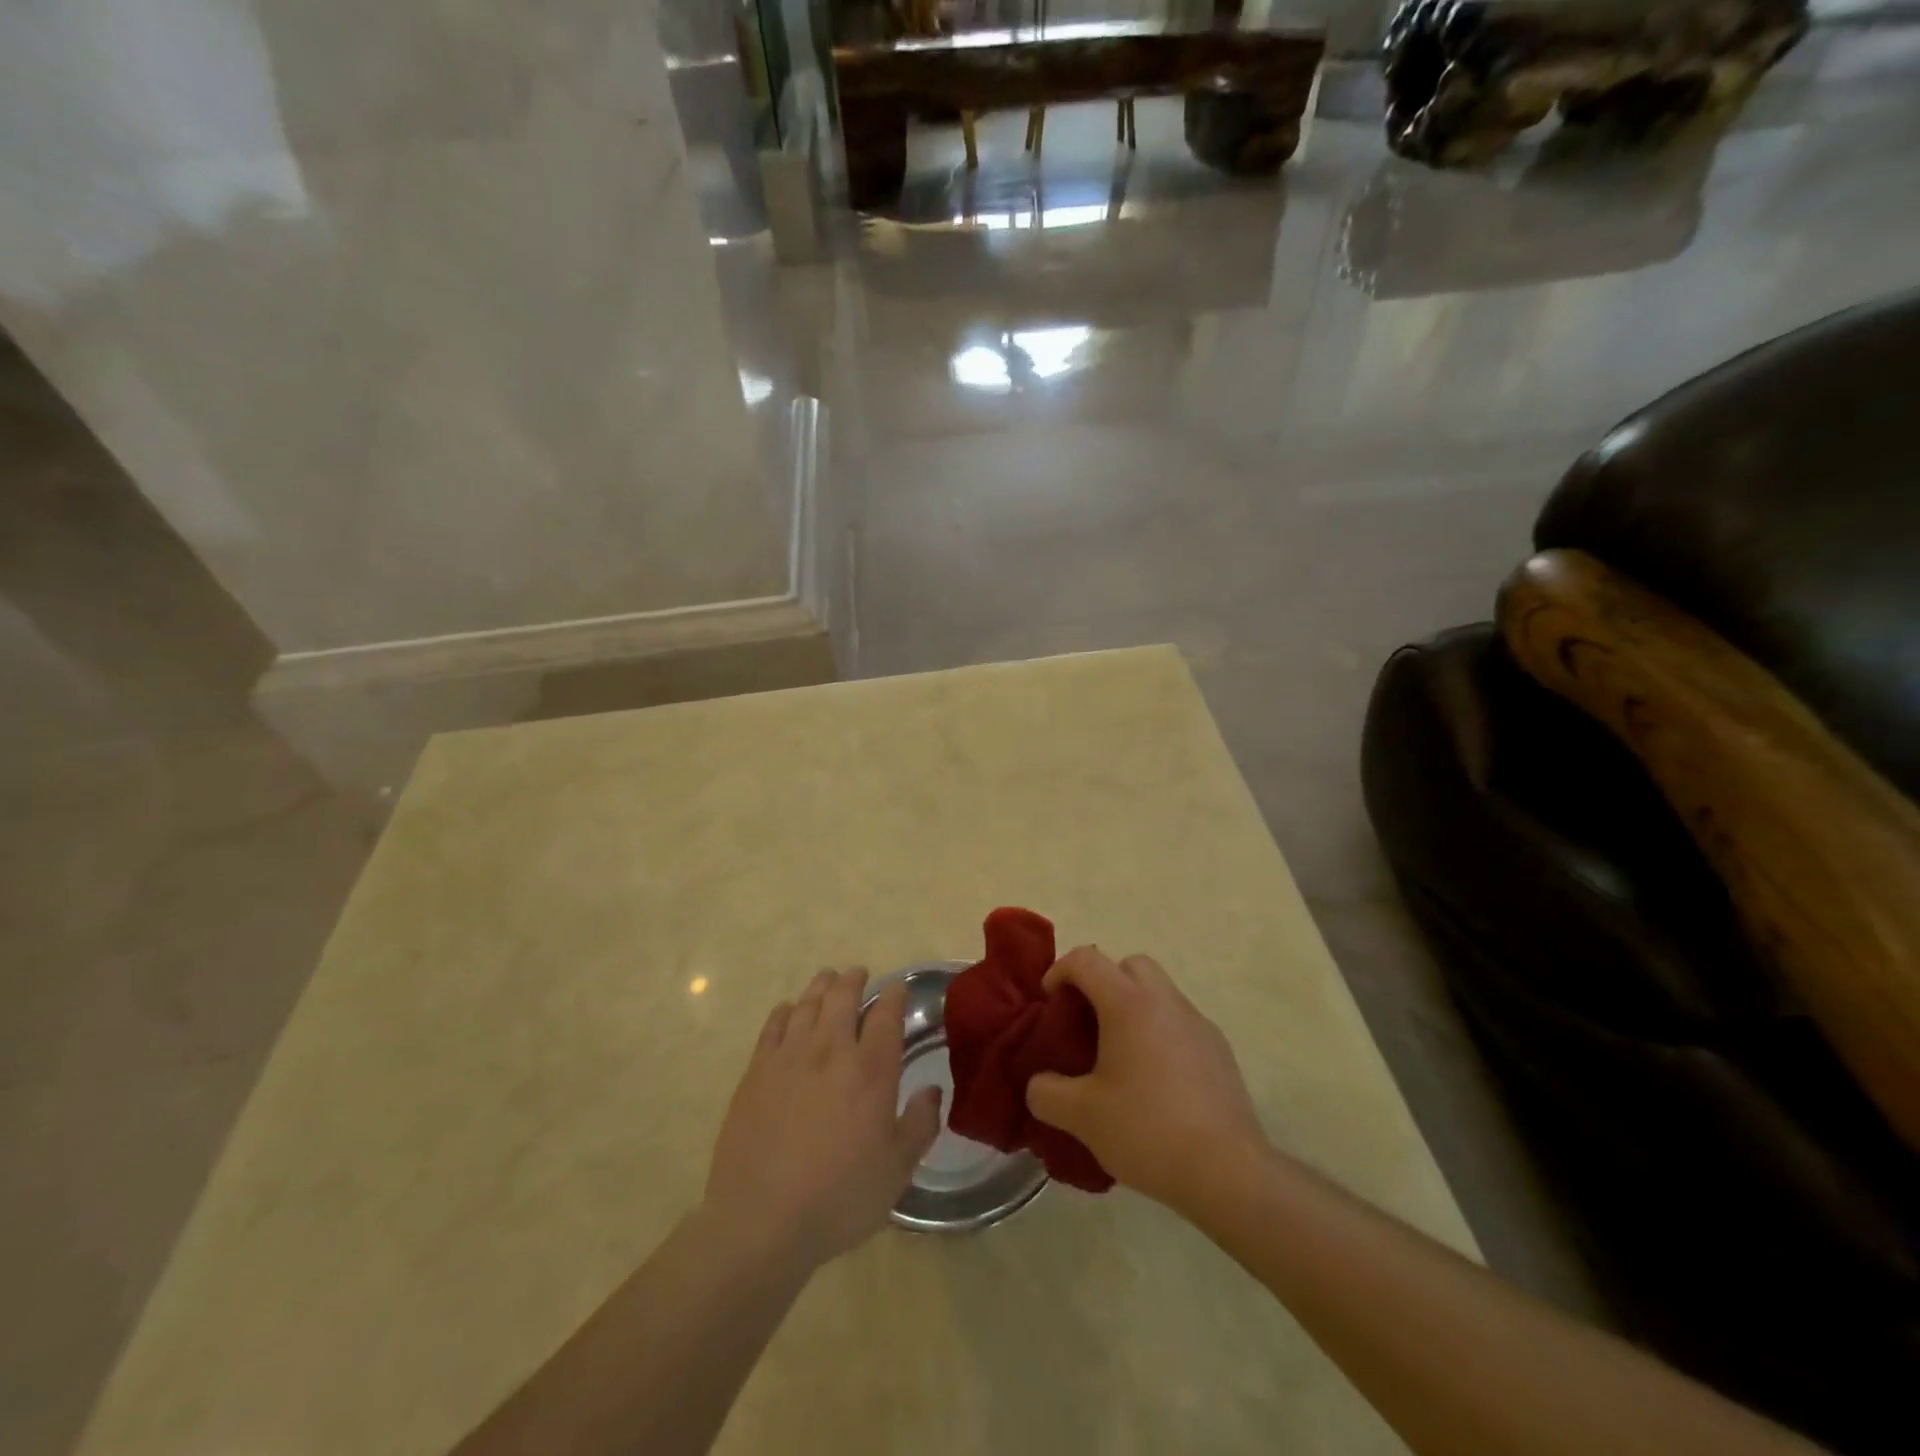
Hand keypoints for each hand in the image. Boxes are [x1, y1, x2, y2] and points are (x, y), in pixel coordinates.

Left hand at [704, 969, 941, 1271]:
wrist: (760, 1220)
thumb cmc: (839, 1198)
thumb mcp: (896, 1171)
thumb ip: (920, 1125)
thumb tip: (932, 1091)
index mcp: (871, 1070)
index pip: (886, 1014)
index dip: (895, 995)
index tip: (898, 988)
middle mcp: (831, 1050)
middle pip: (843, 996)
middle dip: (854, 979)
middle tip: (859, 974)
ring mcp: (789, 1056)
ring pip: (808, 1003)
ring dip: (821, 986)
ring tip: (828, 980)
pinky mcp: (757, 1070)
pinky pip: (774, 1024)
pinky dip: (786, 1010)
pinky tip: (789, 1011)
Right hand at [1025, 947, 1266, 1212]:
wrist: (1228, 1171)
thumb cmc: (1147, 1131)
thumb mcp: (1081, 1116)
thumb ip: (1047, 1093)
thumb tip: (1039, 1085)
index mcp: (1129, 1003)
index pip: (1086, 960)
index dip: (1060, 971)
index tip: (1049, 1003)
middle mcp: (1165, 1000)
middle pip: (1129, 965)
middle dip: (1102, 981)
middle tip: (1086, 1021)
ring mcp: (1197, 1022)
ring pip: (1158, 992)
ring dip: (1133, 1006)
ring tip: (1118, 1054)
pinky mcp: (1219, 1049)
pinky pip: (1179, 1022)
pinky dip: (1159, 1032)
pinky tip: (1154, 1080)